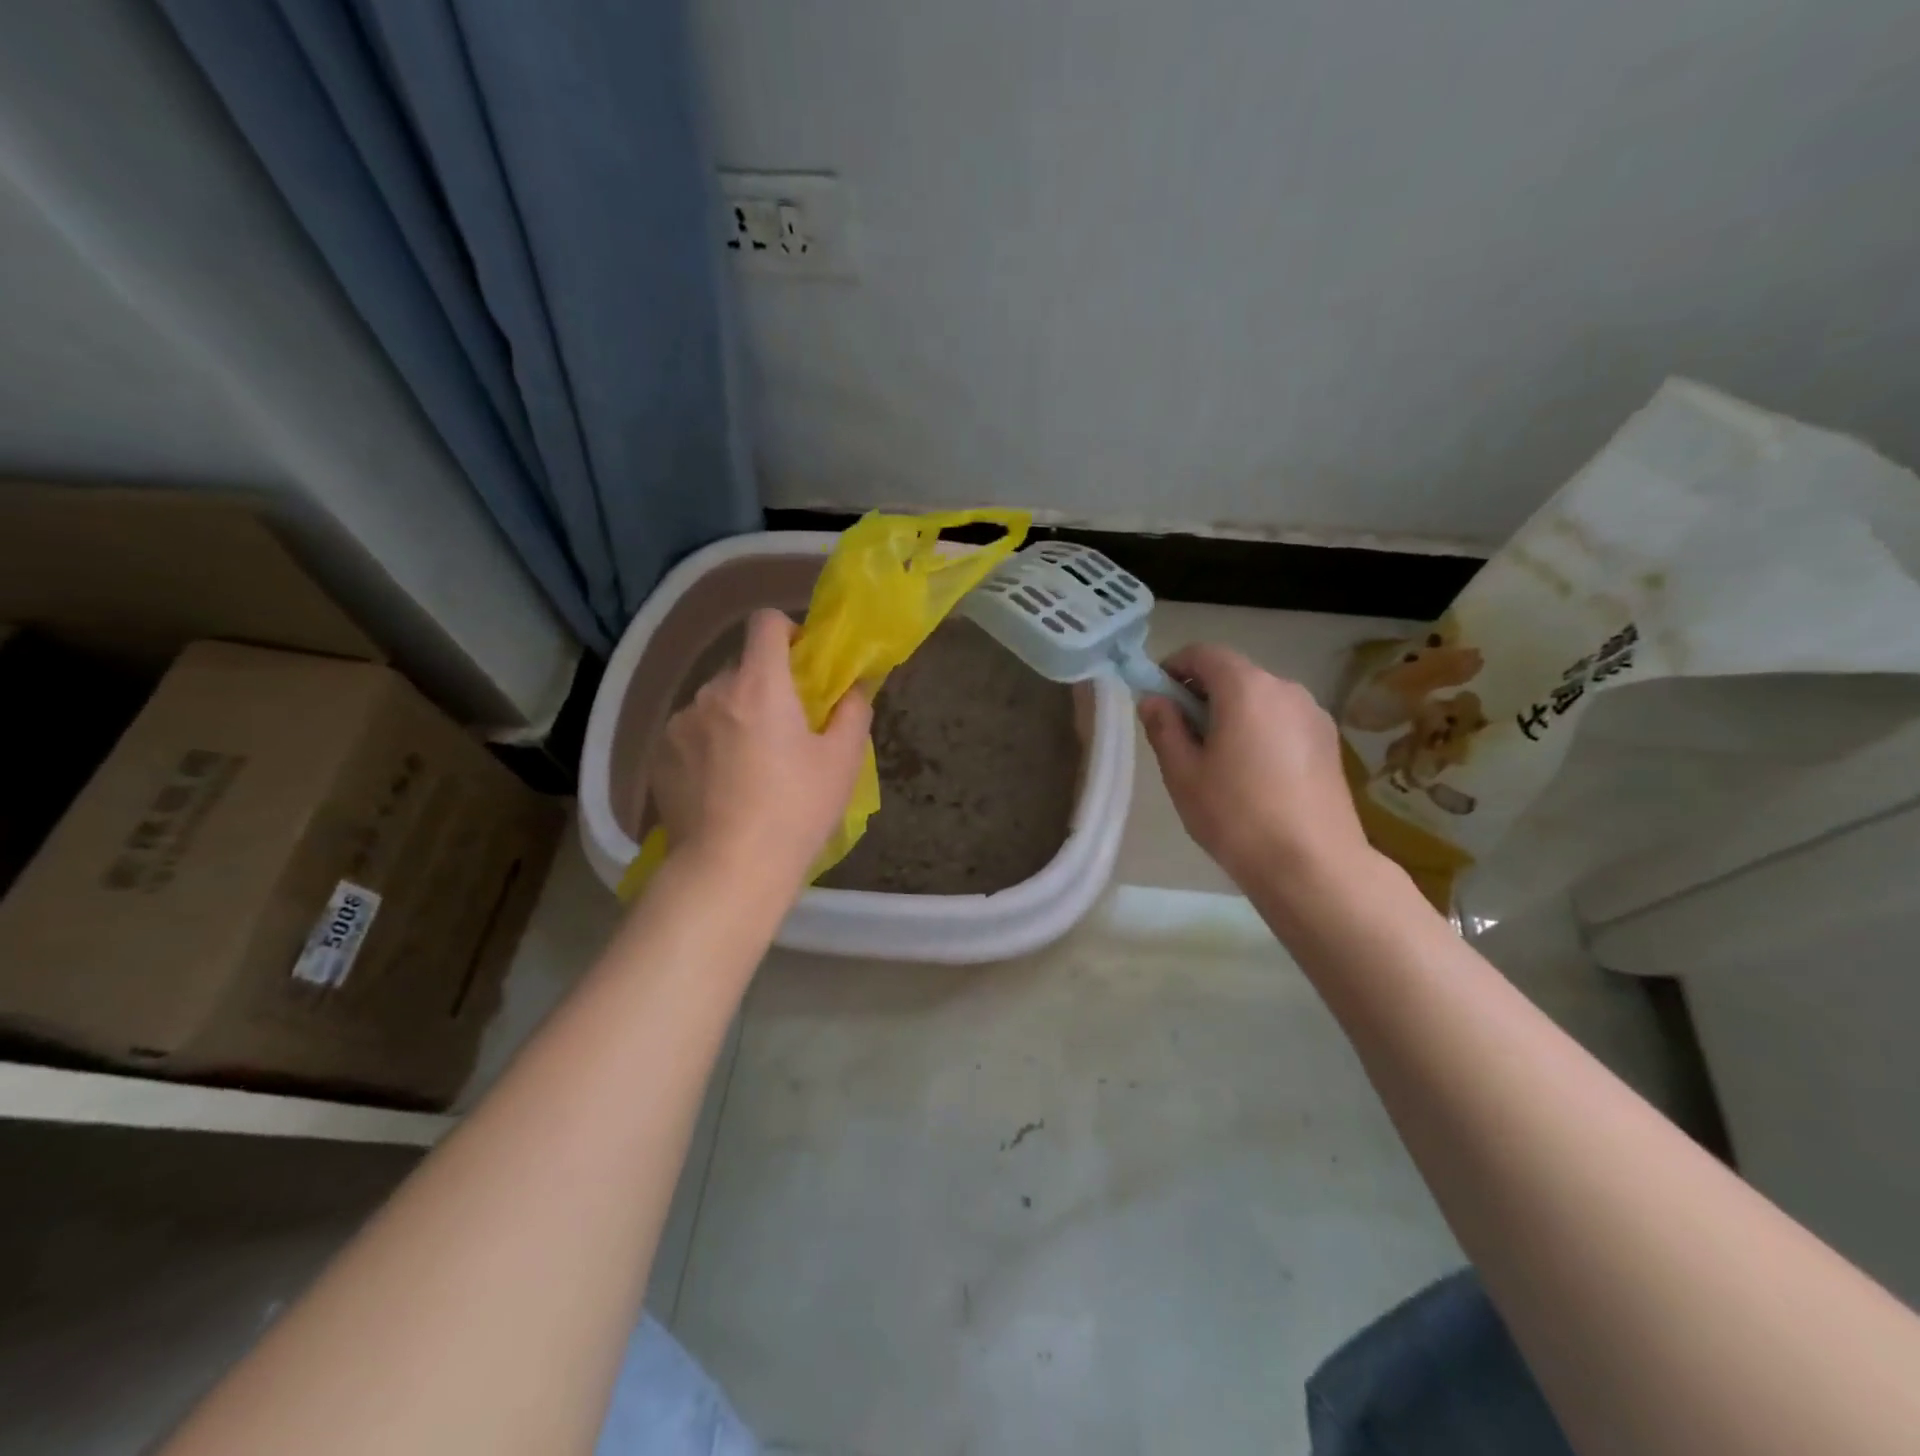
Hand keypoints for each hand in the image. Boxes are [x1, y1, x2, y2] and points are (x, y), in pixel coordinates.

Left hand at [653, 609, 871, 889]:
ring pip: (715, 702)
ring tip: (749, 765)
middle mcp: (712, 692)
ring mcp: (679, 724)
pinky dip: (708, 744)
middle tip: (786, 729)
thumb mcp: (842, 762)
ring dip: (735, 716)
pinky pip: (691, 732)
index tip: (802, 663)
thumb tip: (853, 688)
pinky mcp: (659, 755)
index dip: (787, 630)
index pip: (765, 622)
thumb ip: (853, 712)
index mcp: (760, 686)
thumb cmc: (795, 811)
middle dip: (766, 686)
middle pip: (742, 667)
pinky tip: (720, 785)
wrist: (729, 870)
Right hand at [1139, 644, 1376, 894]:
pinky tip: (1253, 775)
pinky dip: (1260, 730)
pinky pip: (1283, 720)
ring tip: (1218, 761)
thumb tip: (1153, 699)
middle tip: (1182, 736)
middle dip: (1202, 694)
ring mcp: (1313, 715)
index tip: (1158, 699)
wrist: (1313, 865)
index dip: (1174, 667)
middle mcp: (1285, 689)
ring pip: (1260, 698)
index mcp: (1246, 688)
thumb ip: (1164, 728)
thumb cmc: (1236, 816)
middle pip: (1234, 673)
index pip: (1203, 653)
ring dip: (1232, 713)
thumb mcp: (1183, 773)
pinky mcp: (1329, 742)